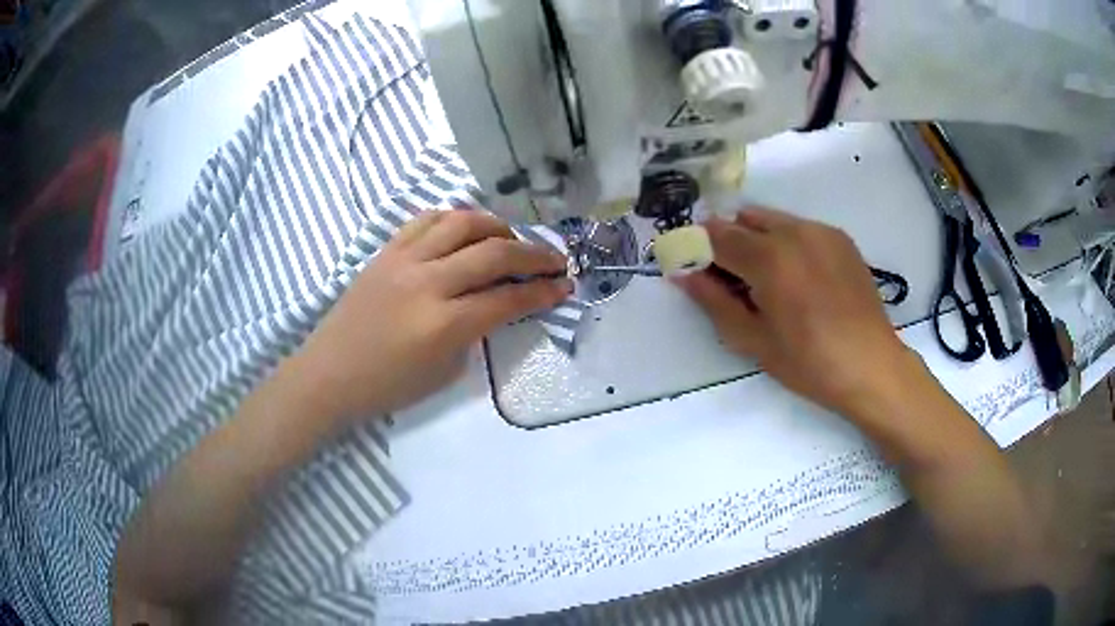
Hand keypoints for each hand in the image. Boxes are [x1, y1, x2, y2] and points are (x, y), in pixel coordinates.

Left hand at [286, 210, 571, 425]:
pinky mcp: (385, 251)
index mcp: (443, 325)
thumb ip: (476, 331)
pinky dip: (455, 219)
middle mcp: (427, 283)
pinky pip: (426, 219)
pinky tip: (467, 230)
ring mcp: (403, 261)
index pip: (507, 299)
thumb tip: (499, 302)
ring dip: (497, 227)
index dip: (543, 293)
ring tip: (512, 239)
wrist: (329, 375)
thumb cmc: (387, 387)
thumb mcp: (444, 371)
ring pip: (462, 223)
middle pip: (494, 254)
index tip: (565, 287)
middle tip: (555, 261)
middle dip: (534, 256)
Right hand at [675, 207, 913, 417]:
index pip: (716, 235)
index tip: (692, 267)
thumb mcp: (753, 340)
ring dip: (757, 240)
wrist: (871, 365)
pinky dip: (786, 242)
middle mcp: (794, 231)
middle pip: (743, 219)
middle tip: (731, 280)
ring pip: (772, 220)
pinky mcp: (840, 238)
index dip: (697, 248)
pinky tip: (799, 278)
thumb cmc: (809, 362)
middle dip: (728, 242)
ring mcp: (821, 230)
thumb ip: (713, 301)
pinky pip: (799, 228)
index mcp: (769, 258)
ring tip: (767, 280)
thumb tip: (681, 273)